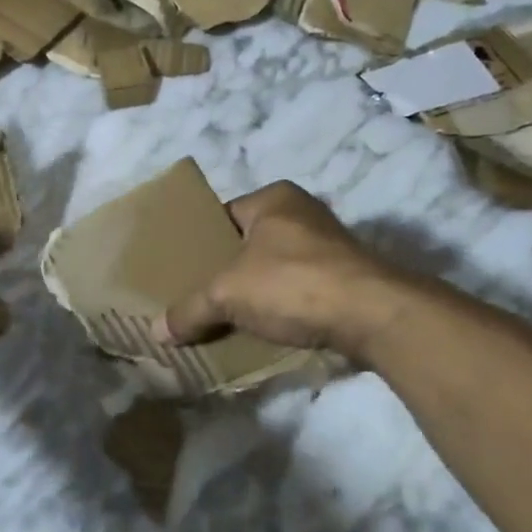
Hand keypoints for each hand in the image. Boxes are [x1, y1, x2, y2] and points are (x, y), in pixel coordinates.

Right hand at [156, 182, 414, 357]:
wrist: (375, 317)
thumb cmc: (293, 284)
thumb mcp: (227, 295)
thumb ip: (190, 309)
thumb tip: (156, 332)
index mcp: (273, 199)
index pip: (220, 217)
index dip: (197, 243)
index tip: (178, 271)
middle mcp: (302, 215)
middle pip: (245, 245)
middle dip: (223, 272)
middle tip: (193, 297)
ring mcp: (328, 248)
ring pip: (270, 271)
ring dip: (250, 294)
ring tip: (219, 318)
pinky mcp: (344, 280)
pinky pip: (295, 292)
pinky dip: (277, 309)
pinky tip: (257, 331)